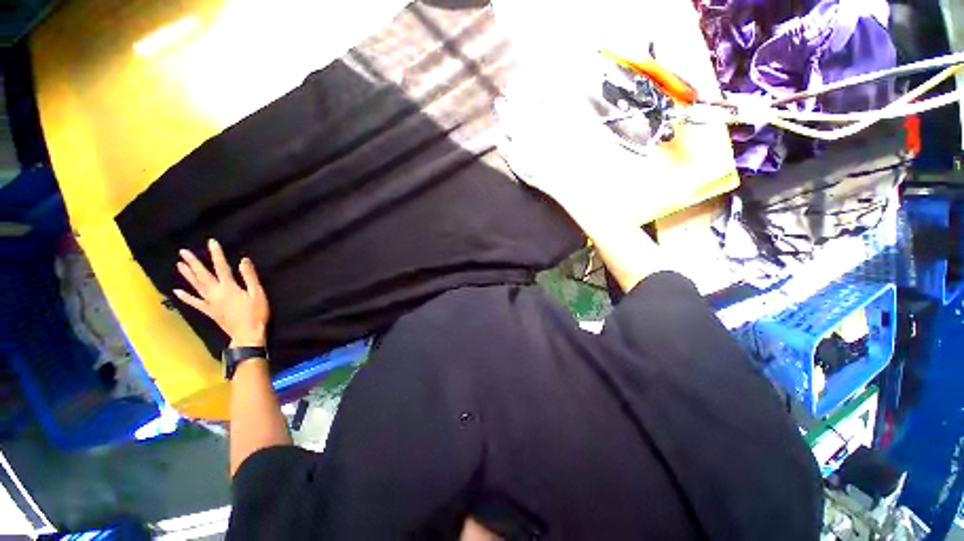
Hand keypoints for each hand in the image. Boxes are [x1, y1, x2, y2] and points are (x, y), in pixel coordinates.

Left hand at [173, 239, 269, 346]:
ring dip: (187, 275)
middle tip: (183, 252)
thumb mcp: (258, 293)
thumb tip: (243, 260)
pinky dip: (185, 297)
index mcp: (229, 287)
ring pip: (196, 286)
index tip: (211, 242)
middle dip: (193, 263)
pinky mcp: (209, 311)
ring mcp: (210, 302)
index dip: (216, 254)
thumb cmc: (256, 313)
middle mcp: (216, 292)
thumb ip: (250, 277)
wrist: (247, 334)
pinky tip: (177, 291)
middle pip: (203, 275)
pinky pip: (195, 303)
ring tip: (179, 265)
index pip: (221, 266)